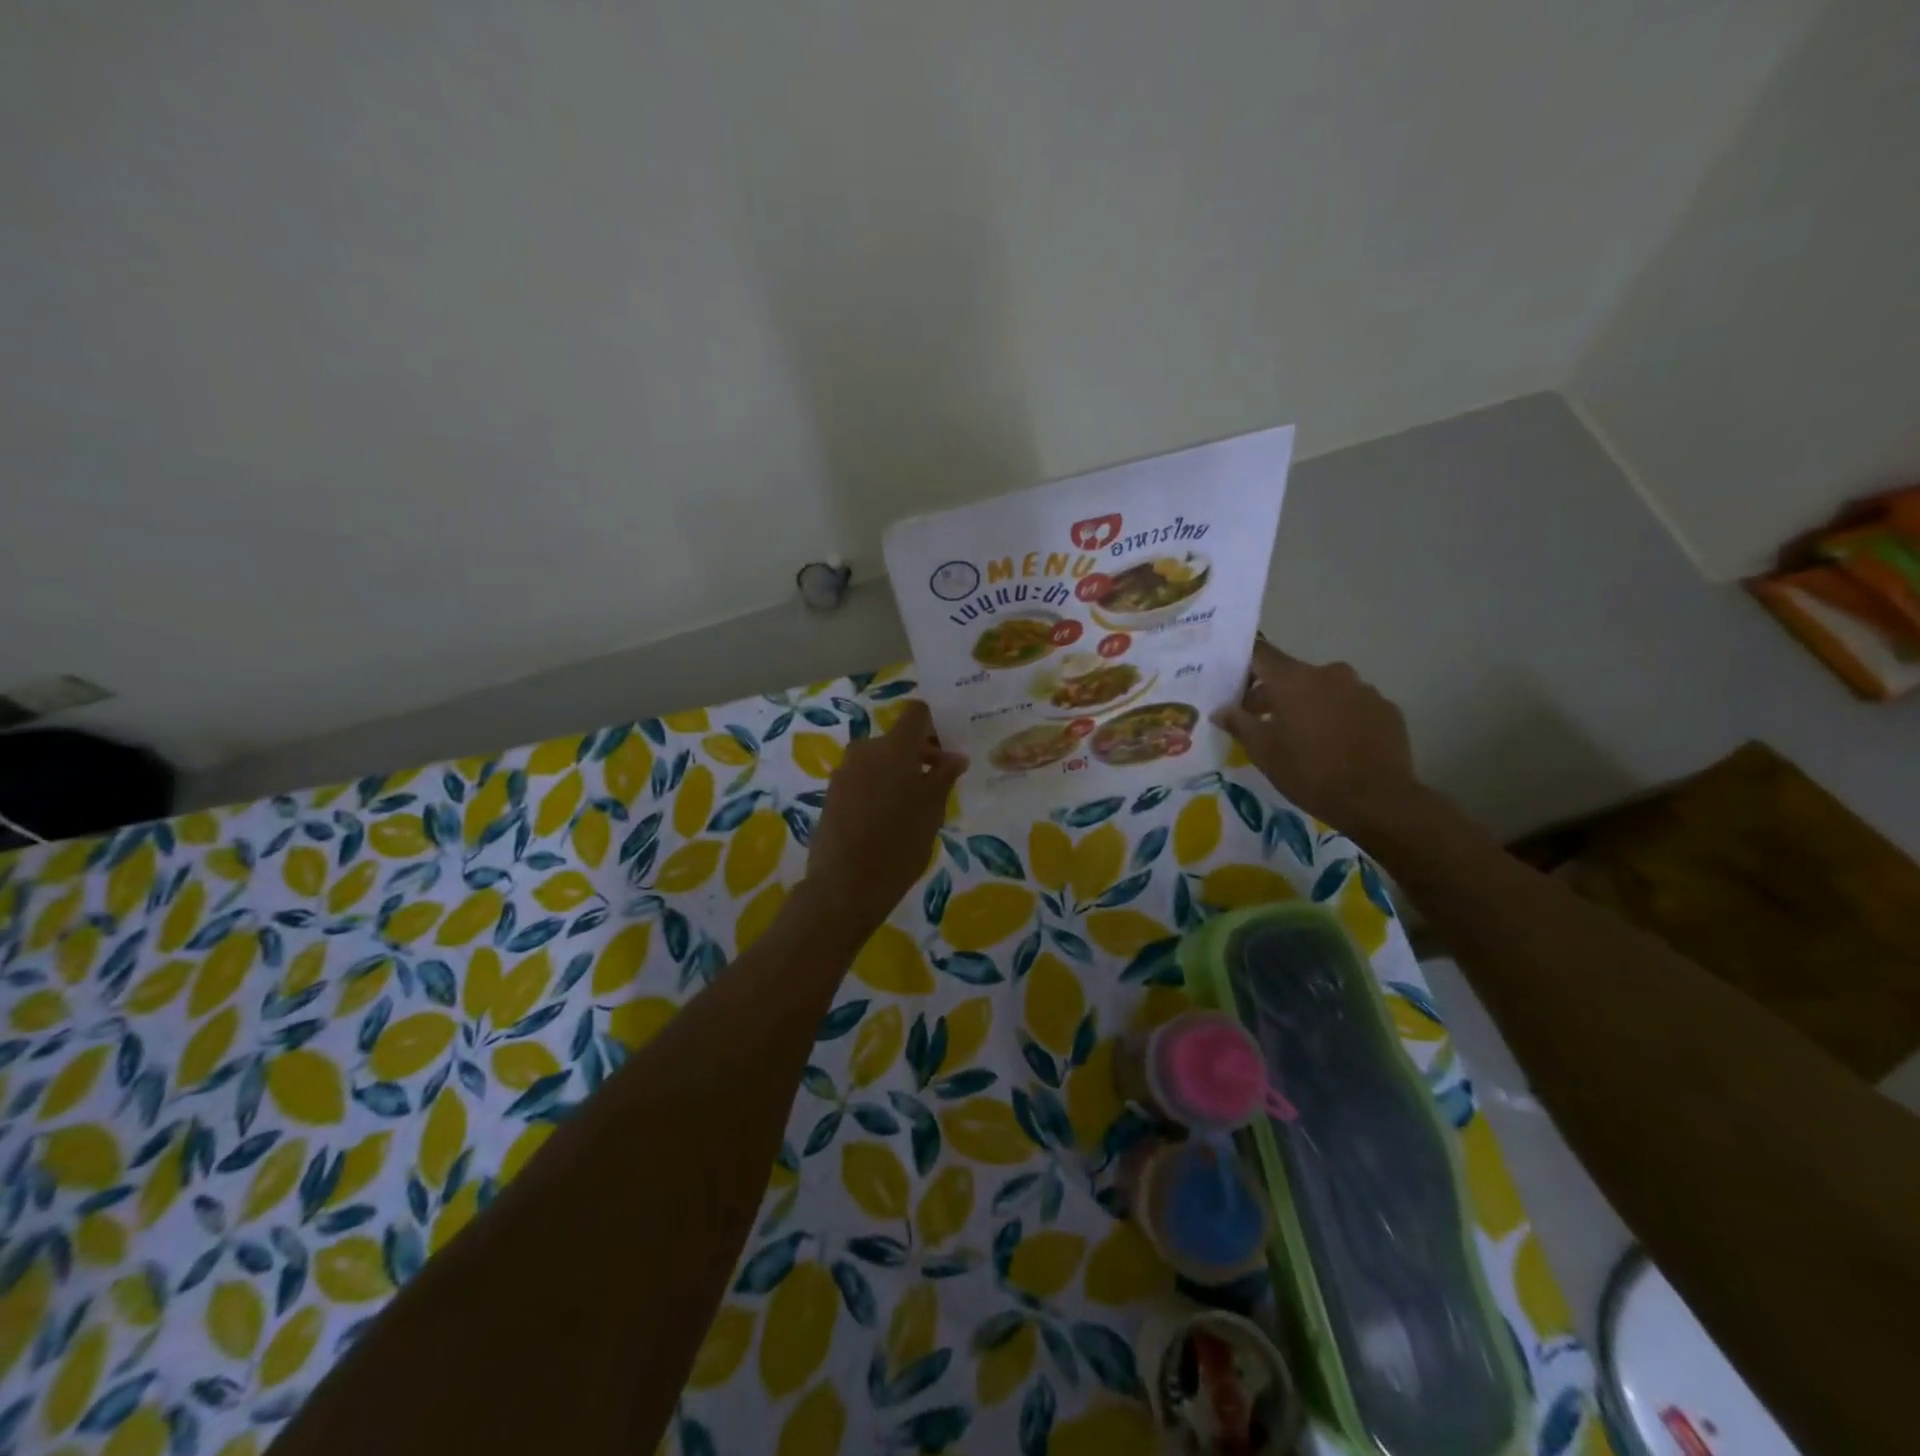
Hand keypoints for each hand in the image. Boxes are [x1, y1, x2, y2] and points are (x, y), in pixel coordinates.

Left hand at [804, 701, 967, 931]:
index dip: (932, 724)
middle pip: (896, 739)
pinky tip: (887, 820)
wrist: (845, 884)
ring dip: (897, 774)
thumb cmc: (900, 843)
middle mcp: (865, 750)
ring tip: (912, 808)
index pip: (915, 714)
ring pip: (878, 760)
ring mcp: (844, 772)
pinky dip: (878, 788)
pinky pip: (862, 779)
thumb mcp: (932, 810)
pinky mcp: (831, 794)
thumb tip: (956, 756)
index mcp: (893, 747)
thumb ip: (944, 776)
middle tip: (937, 786)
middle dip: (918, 756)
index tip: (945, 751)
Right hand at [1213, 640, 1418, 834]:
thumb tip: (1221, 711)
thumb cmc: (1310, 773)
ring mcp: (1362, 689)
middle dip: (1275, 695)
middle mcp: (1329, 674)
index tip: (1236, 688)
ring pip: (1325, 689)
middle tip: (1263, 723)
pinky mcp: (1386, 708)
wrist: (1377, 800)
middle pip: (1293, 674)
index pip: (1261, 654)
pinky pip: (1352, 705)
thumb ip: (1240, 724)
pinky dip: (1339, 717)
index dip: (1245, 667)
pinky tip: (1337, 745)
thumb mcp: (1264, 753)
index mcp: (1294, 680)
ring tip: (1304, 737)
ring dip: (1309, 705)